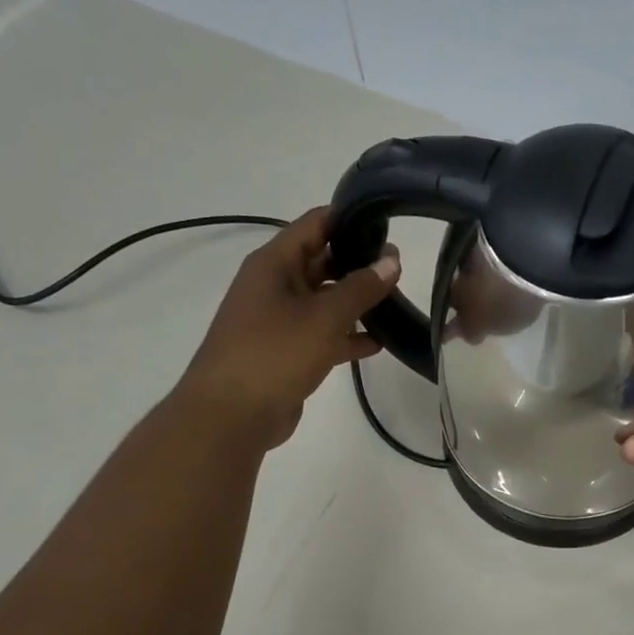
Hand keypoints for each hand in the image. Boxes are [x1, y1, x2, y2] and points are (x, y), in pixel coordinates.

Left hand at [180, 207, 400, 451]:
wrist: (231, 415)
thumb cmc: (275, 353)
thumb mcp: (324, 316)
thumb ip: (361, 287)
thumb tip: (392, 261)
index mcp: (275, 264)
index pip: (316, 224)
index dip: (351, 218)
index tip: (389, 222)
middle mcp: (276, 285)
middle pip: (323, 261)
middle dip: (360, 263)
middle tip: (402, 267)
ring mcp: (280, 320)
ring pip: (326, 300)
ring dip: (357, 302)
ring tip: (398, 303)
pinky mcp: (288, 352)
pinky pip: (324, 334)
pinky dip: (348, 336)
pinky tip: (379, 343)